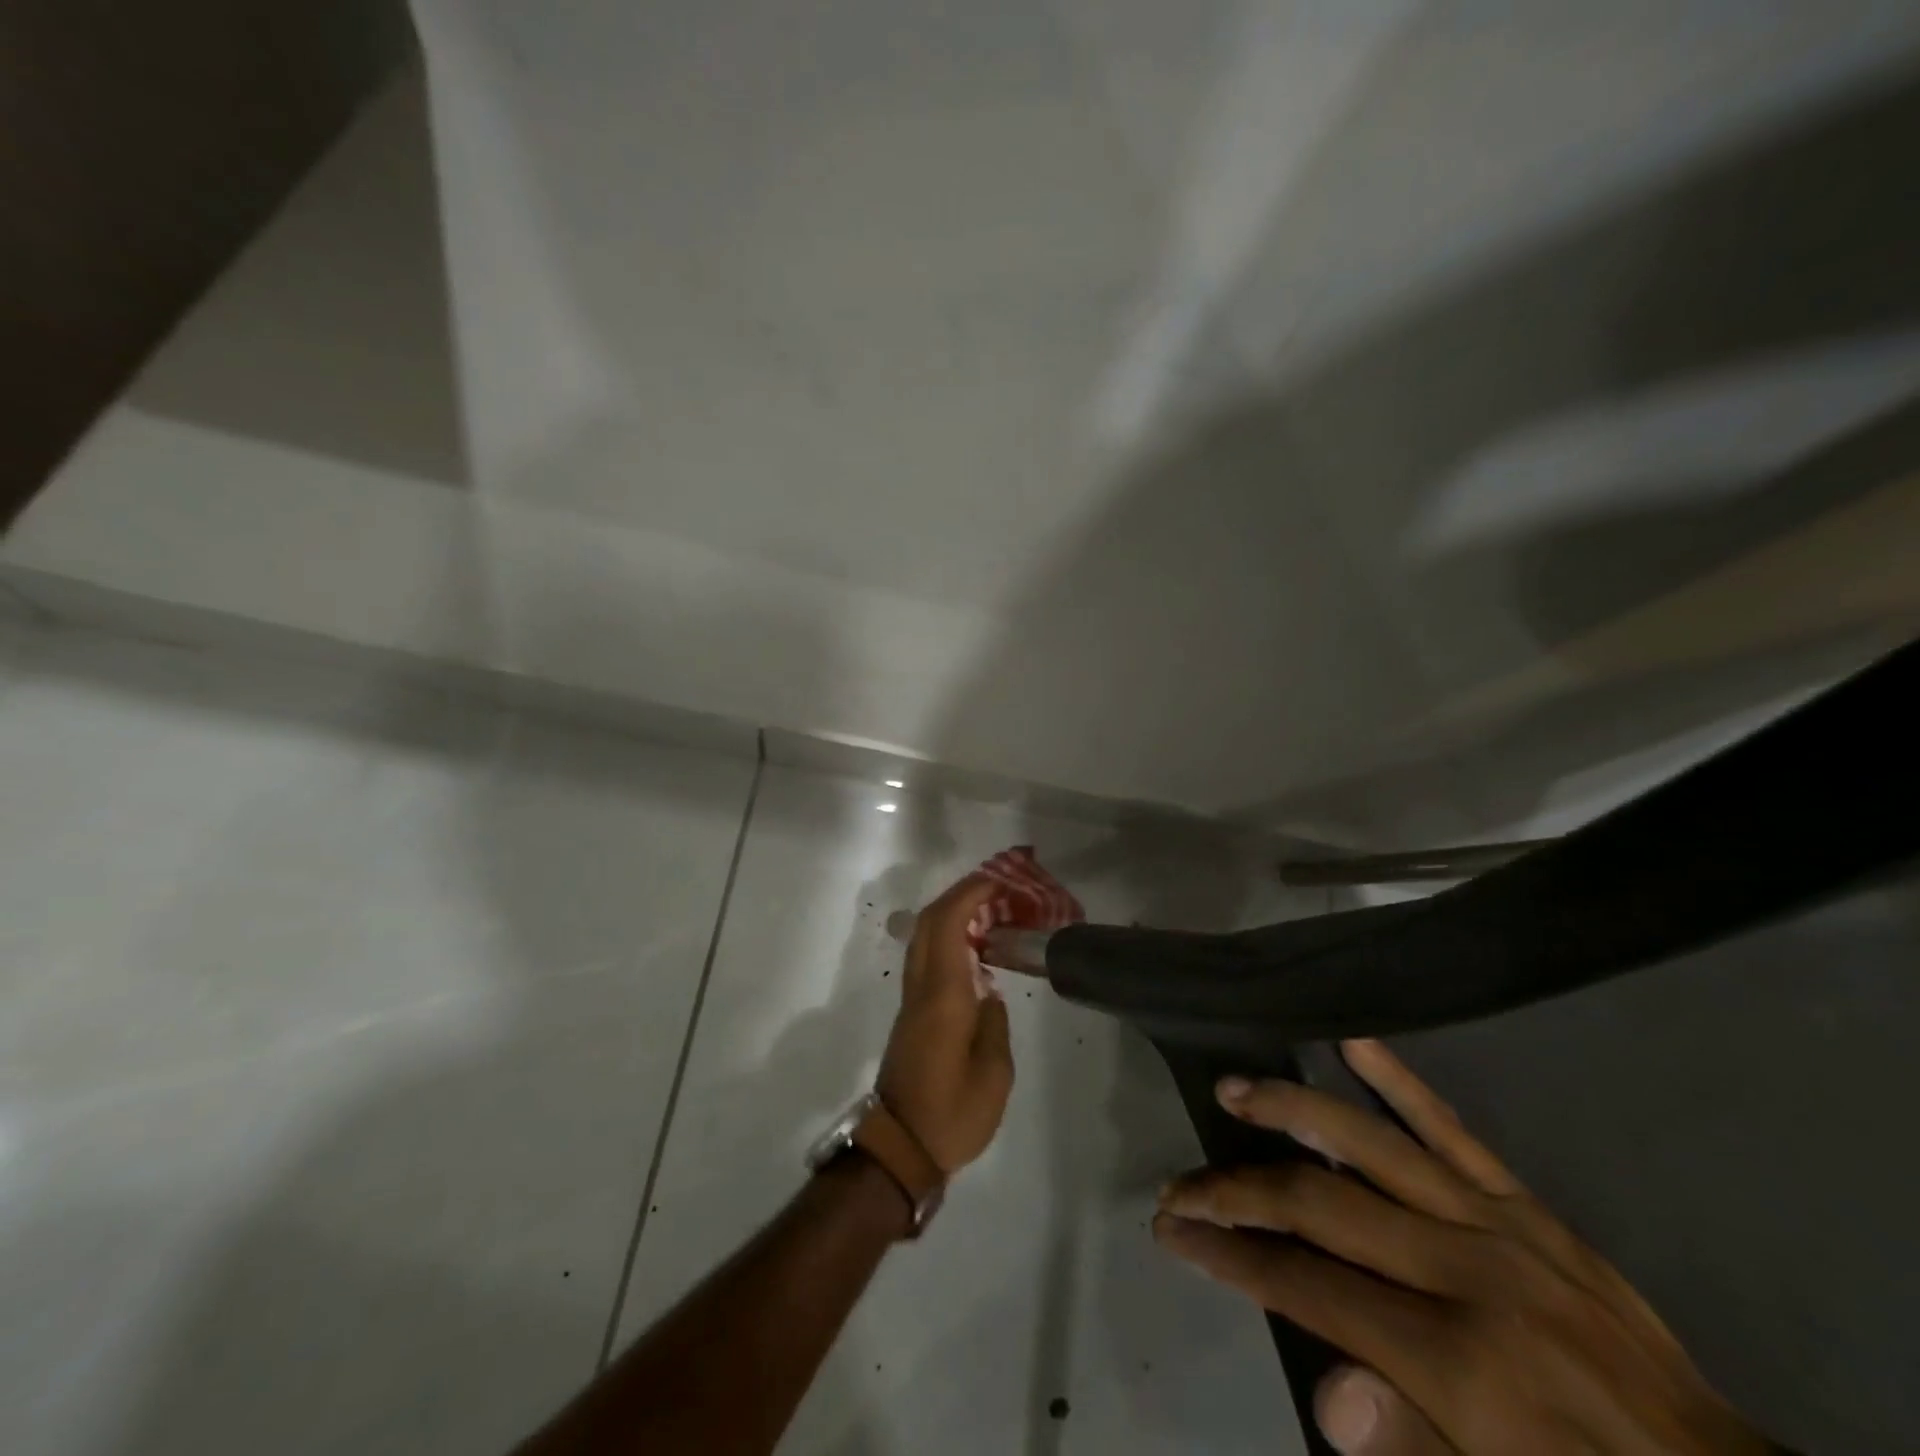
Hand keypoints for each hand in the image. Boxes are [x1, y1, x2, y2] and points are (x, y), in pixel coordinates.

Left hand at [876, 876, 1013, 1174]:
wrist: (899, 1149)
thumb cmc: (952, 1115)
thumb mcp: (994, 1074)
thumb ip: (995, 1023)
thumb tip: (987, 993)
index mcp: (943, 996)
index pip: (948, 925)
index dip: (970, 895)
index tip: (999, 884)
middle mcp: (921, 988)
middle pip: (930, 922)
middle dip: (961, 895)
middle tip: (998, 891)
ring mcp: (911, 1000)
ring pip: (924, 938)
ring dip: (952, 915)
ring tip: (991, 913)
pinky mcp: (911, 1015)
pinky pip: (927, 958)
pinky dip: (948, 938)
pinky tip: (975, 951)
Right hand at [1154, 1040, 1776, 1455]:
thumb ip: (1412, 1445)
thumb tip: (1325, 1390)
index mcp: (1456, 1360)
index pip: (1307, 1285)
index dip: (1230, 1255)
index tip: (1175, 1231)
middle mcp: (1464, 1273)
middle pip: (1320, 1204)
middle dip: (1236, 1191)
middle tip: (1181, 1183)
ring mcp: (1496, 1225)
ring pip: (1370, 1144)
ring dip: (1291, 1111)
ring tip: (1234, 1090)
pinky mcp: (1526, 1204)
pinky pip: (1453, 1129)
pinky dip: (1400, 1082)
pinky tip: (1354, 1041)